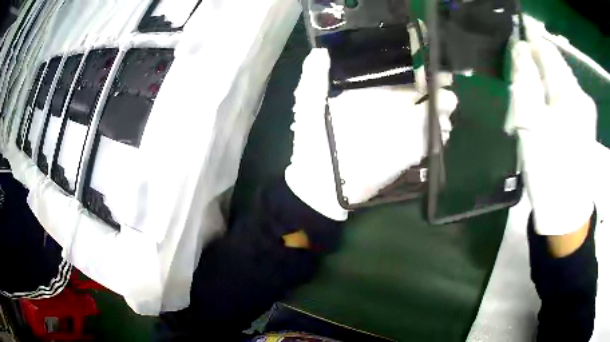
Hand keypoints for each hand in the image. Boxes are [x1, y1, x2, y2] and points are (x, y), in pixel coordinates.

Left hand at [285, 49, 457, 220]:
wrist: (320, 184)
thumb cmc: (312, 143)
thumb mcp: (309, 106)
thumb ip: (314, 78)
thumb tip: (320, 50)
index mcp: (370, 94)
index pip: (397, 75)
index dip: (413, 66)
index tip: (426, 59)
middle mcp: (389, 109)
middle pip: (420, 92)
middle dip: (436, 84)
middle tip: (446, 80)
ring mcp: (400, 131)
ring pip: (429, 114)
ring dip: (442, 108)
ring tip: (449, 103)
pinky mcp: (407, 153)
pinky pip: (428, 141)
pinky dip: (439, 135)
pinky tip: (444, 129)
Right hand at [506, 31, 595, 235]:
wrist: (566, 214)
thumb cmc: (550, 170)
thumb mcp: (532, 124)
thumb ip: (524, 82)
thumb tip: (519, 50)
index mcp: (570, 93)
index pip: (547, 51)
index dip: (529, 41)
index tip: (513, 40)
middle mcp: (581, 97)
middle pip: (554, 68)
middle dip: (535, 68)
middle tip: (518, 84)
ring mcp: (585, 112)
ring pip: (558, 84)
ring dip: (542, 87)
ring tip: (529, 106)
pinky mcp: (584, 125)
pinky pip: (564, 100)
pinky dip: (550, 101)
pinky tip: (543, 116)